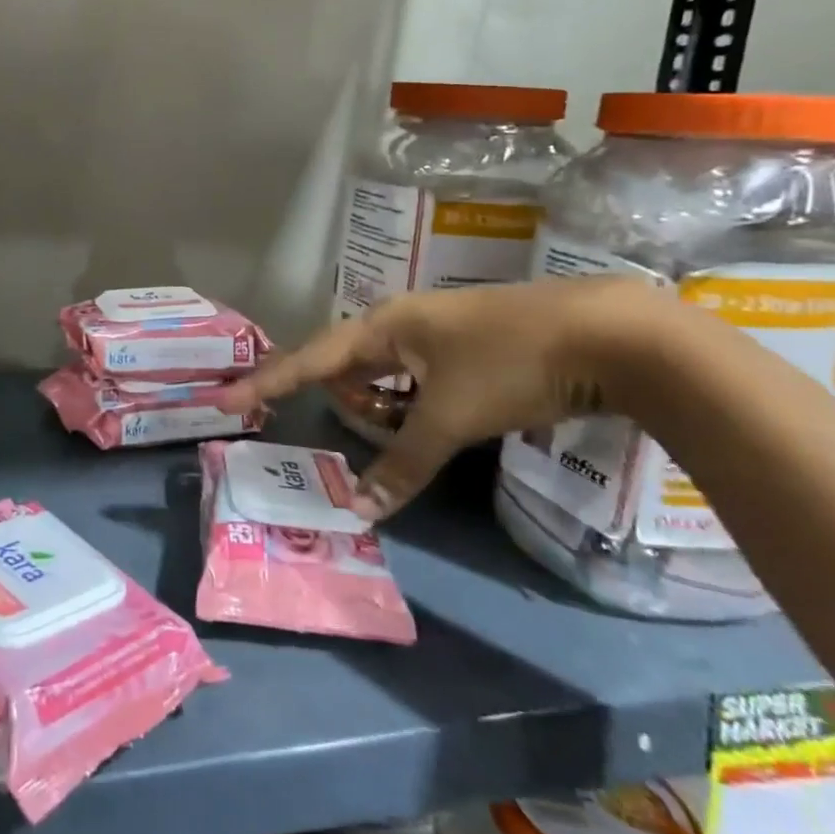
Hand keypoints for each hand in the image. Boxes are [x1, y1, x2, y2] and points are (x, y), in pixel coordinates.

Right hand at [219, 278, 653, 520]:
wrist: (612, 332)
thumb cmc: (512, 362)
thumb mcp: (452, 417)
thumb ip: (404, 464)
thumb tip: (361, 510)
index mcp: (385, 326)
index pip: (309, 359)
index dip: (265, 382)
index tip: (222, 400)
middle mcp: (402, 323)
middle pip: (346, 366)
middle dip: (341, 401)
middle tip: (349, 433)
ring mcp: (437, 333)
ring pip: (385, 376)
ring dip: (384, 409)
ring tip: (405, 438)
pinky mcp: (468, 348)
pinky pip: (417, 380)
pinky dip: (414, 406)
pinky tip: (434, 424)